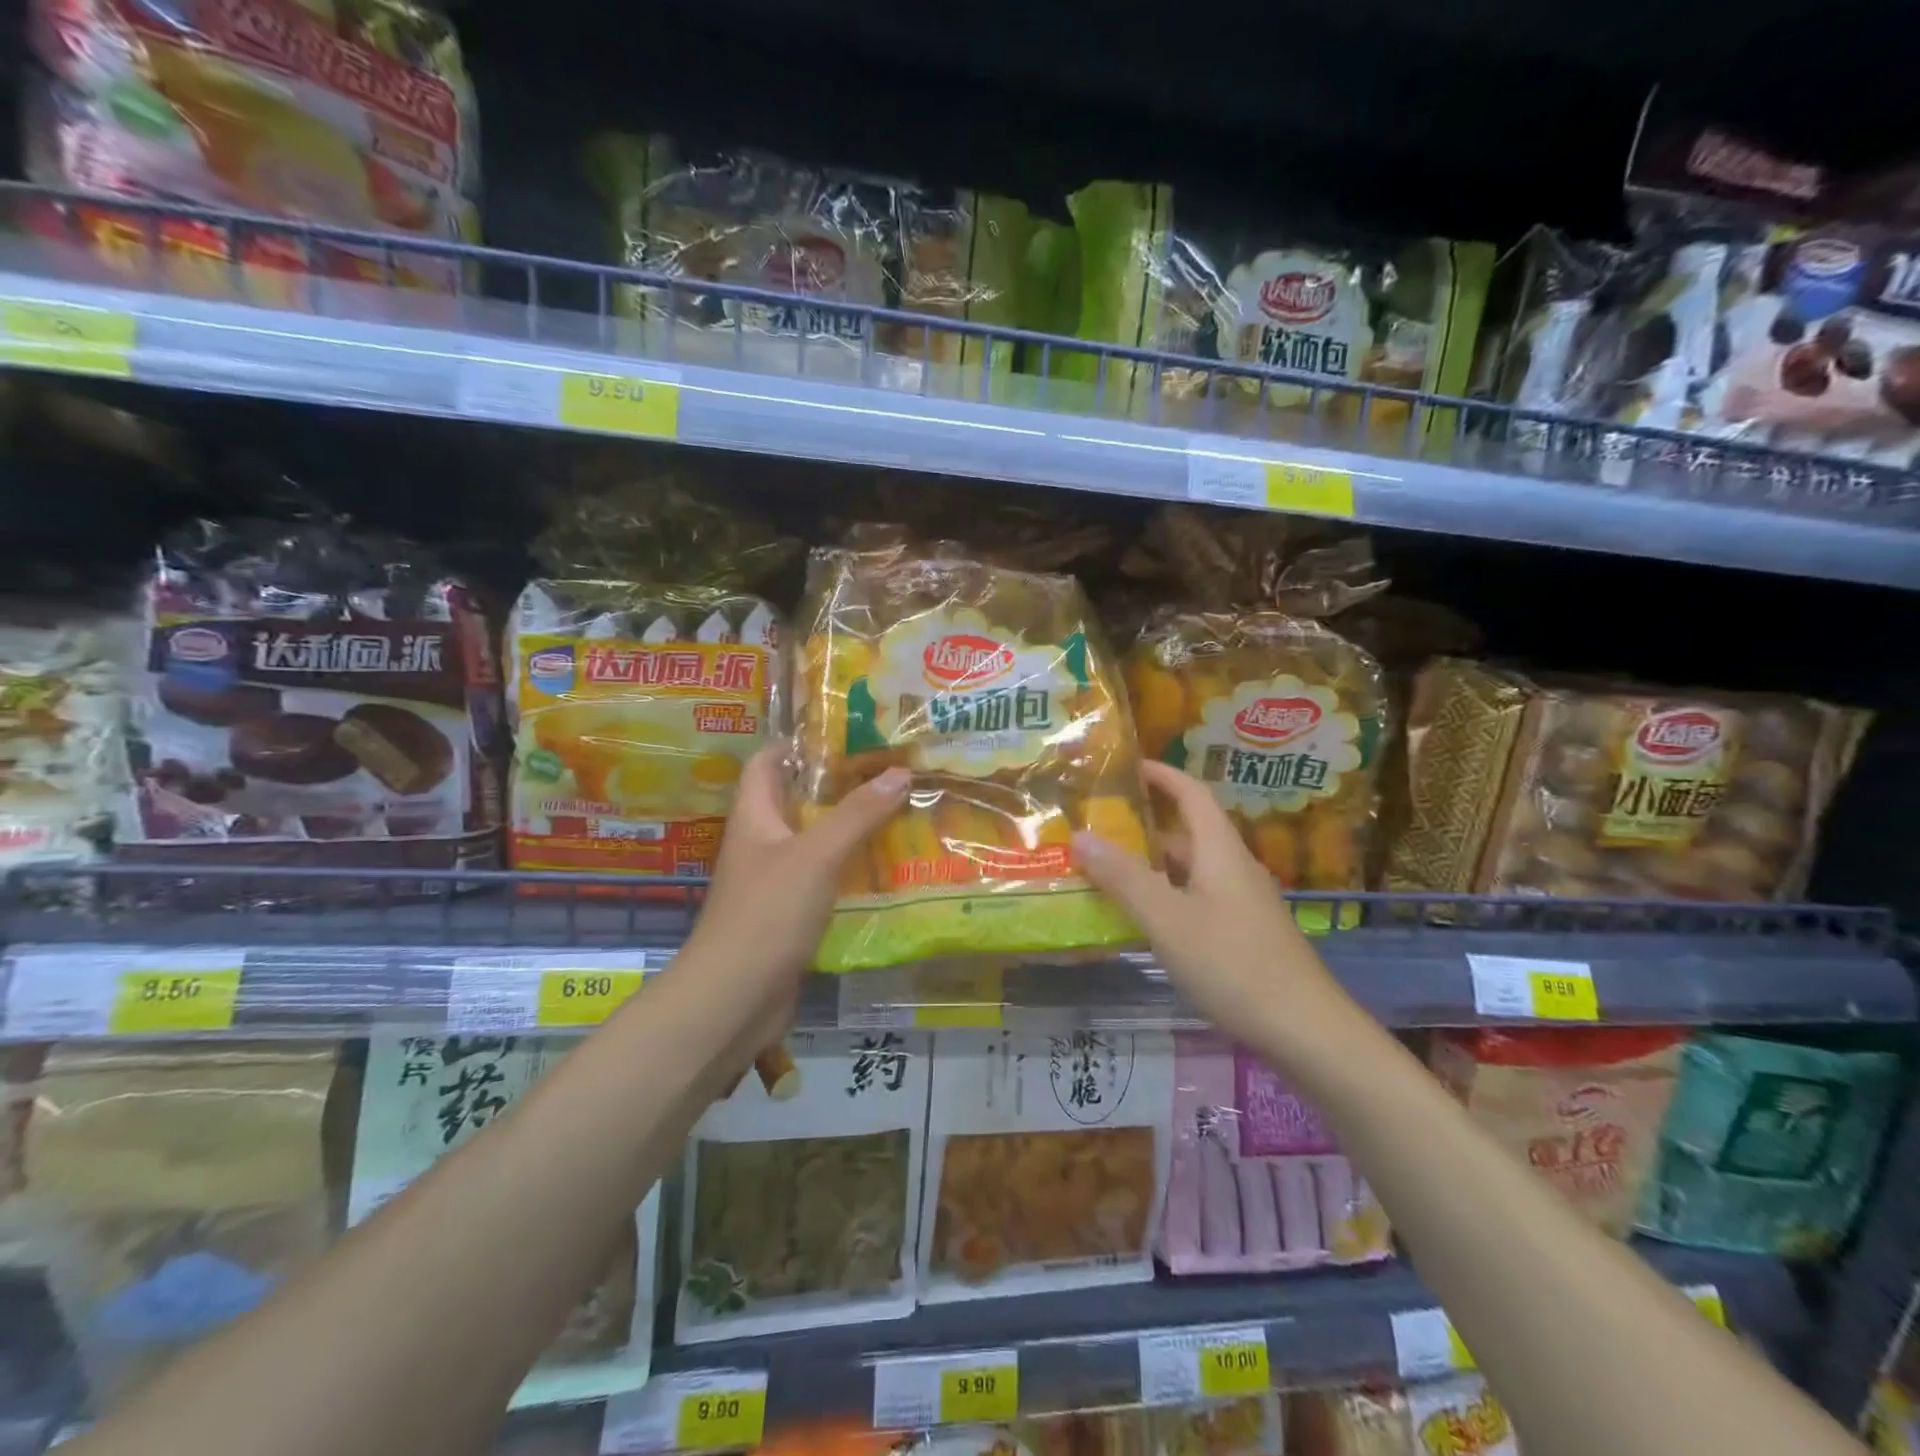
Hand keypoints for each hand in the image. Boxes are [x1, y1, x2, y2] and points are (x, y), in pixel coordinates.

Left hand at [678, 749, 907, 1042]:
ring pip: (816, 841)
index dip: (800, 742)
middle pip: (799, 800)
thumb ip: (858, 814)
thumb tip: (900, 771)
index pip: (769, 762)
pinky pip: (825, 879)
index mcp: (755, 816)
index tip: (849, 732)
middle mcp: (762, 843)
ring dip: (852, 828)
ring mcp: (775, 881)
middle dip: (841, 784)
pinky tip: (888, 867)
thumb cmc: (767, 914)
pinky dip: (852, 870)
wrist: (734, 1000)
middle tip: (891, 770)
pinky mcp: (790, 915)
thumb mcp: (816, 855)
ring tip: (900, 810)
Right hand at [1071, 761, 1351, 1047]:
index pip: (1191, 793)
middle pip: (1187, 833)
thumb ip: (1123, 877)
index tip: (1126, 766)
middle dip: (1143, 826)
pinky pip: (1196, 900)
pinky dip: (1165, 898)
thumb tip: (1080, 835)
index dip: (1161, 774)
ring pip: (1190, 871)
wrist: (1307, 1031)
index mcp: (1220, 851)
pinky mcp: (1244, 935)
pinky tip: (1142, 921)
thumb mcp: (1168, 919)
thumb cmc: (1234, 964)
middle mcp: (1234, 869)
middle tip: (1097, 828)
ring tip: (1106, 872)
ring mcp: (1242, 904)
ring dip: (1151, 866)